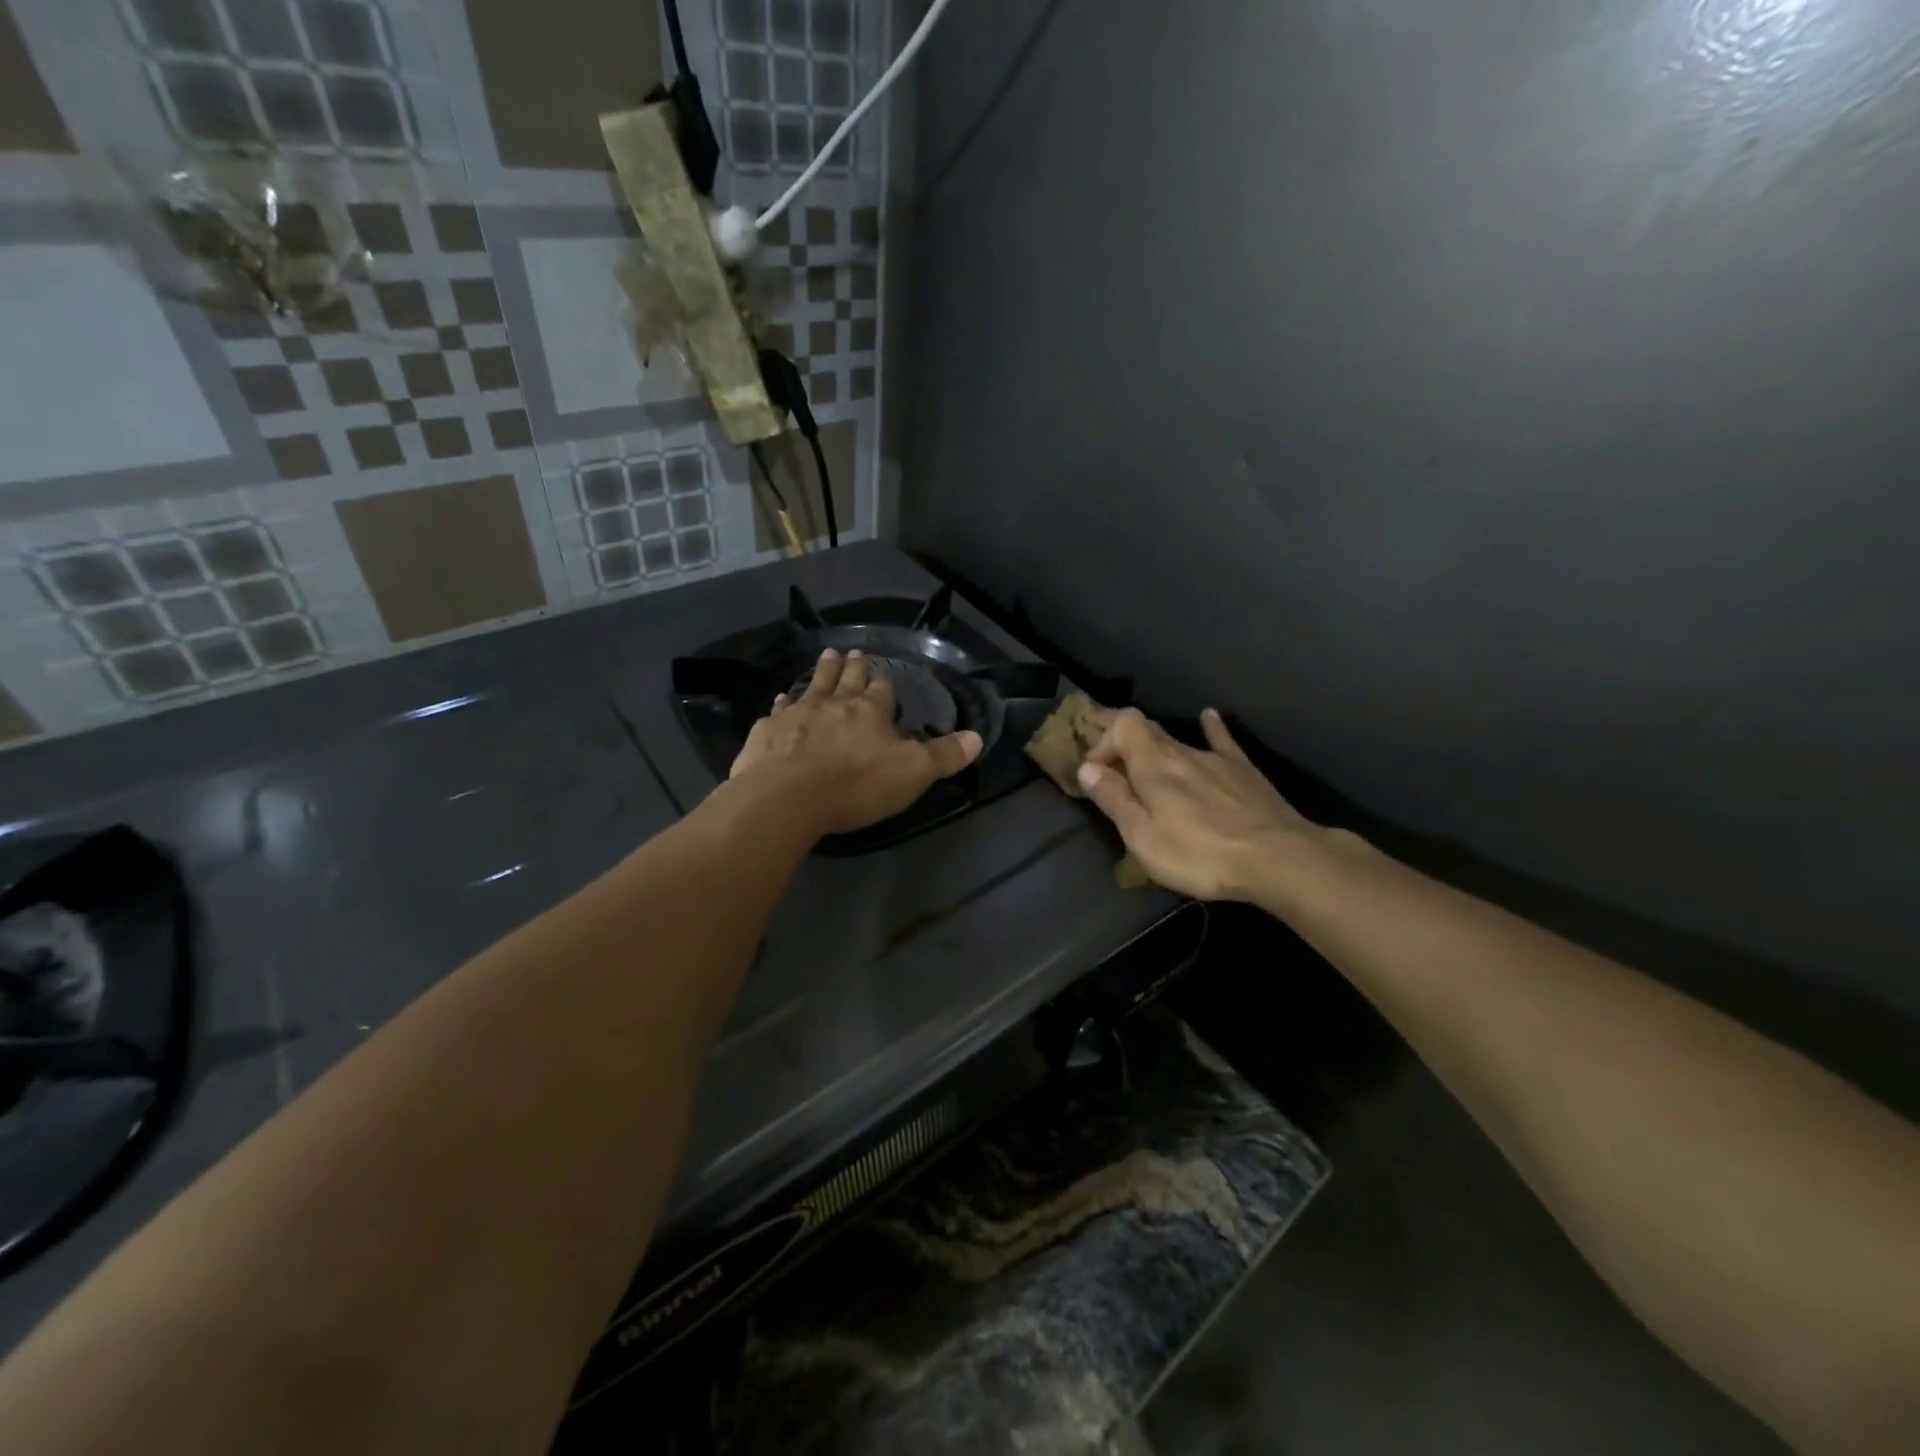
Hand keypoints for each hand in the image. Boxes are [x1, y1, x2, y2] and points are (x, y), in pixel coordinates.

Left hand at [730, 648, 982, 837]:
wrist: (788, 796)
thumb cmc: (856, 784)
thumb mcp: (912, 773)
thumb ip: (944, 756)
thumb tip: (978, 738)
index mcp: (869, 711)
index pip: (882, 690)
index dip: (884, 683)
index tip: (883, 674)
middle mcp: (833, 704)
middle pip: (845, 678)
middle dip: (852, 666)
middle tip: (852, 652)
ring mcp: (797, 715)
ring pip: (812, 686)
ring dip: (820, 672)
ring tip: (825, 656)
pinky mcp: (767, 732)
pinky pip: (778, 711)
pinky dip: (782, 704)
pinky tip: (780, 701)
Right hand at [1076, 707, 1323, 902]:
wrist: (1279, 858)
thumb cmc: (1201, 854)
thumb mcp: (1144, 837)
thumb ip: (1114, 799)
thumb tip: (1086, 767)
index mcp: (1153, 765)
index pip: (1122, 724)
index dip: (1103, 736)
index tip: (1092, 767)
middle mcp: (1182, 752)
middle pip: (1146, 728)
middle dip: (1120, 735)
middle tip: (1103, 752)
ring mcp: (1215, 759)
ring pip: (1177, 739)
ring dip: (1153, 744)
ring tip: (1141, 755)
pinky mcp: (1243, 772)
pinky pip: (1222, 741)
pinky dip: (1211, 728)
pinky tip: (1209, 716)